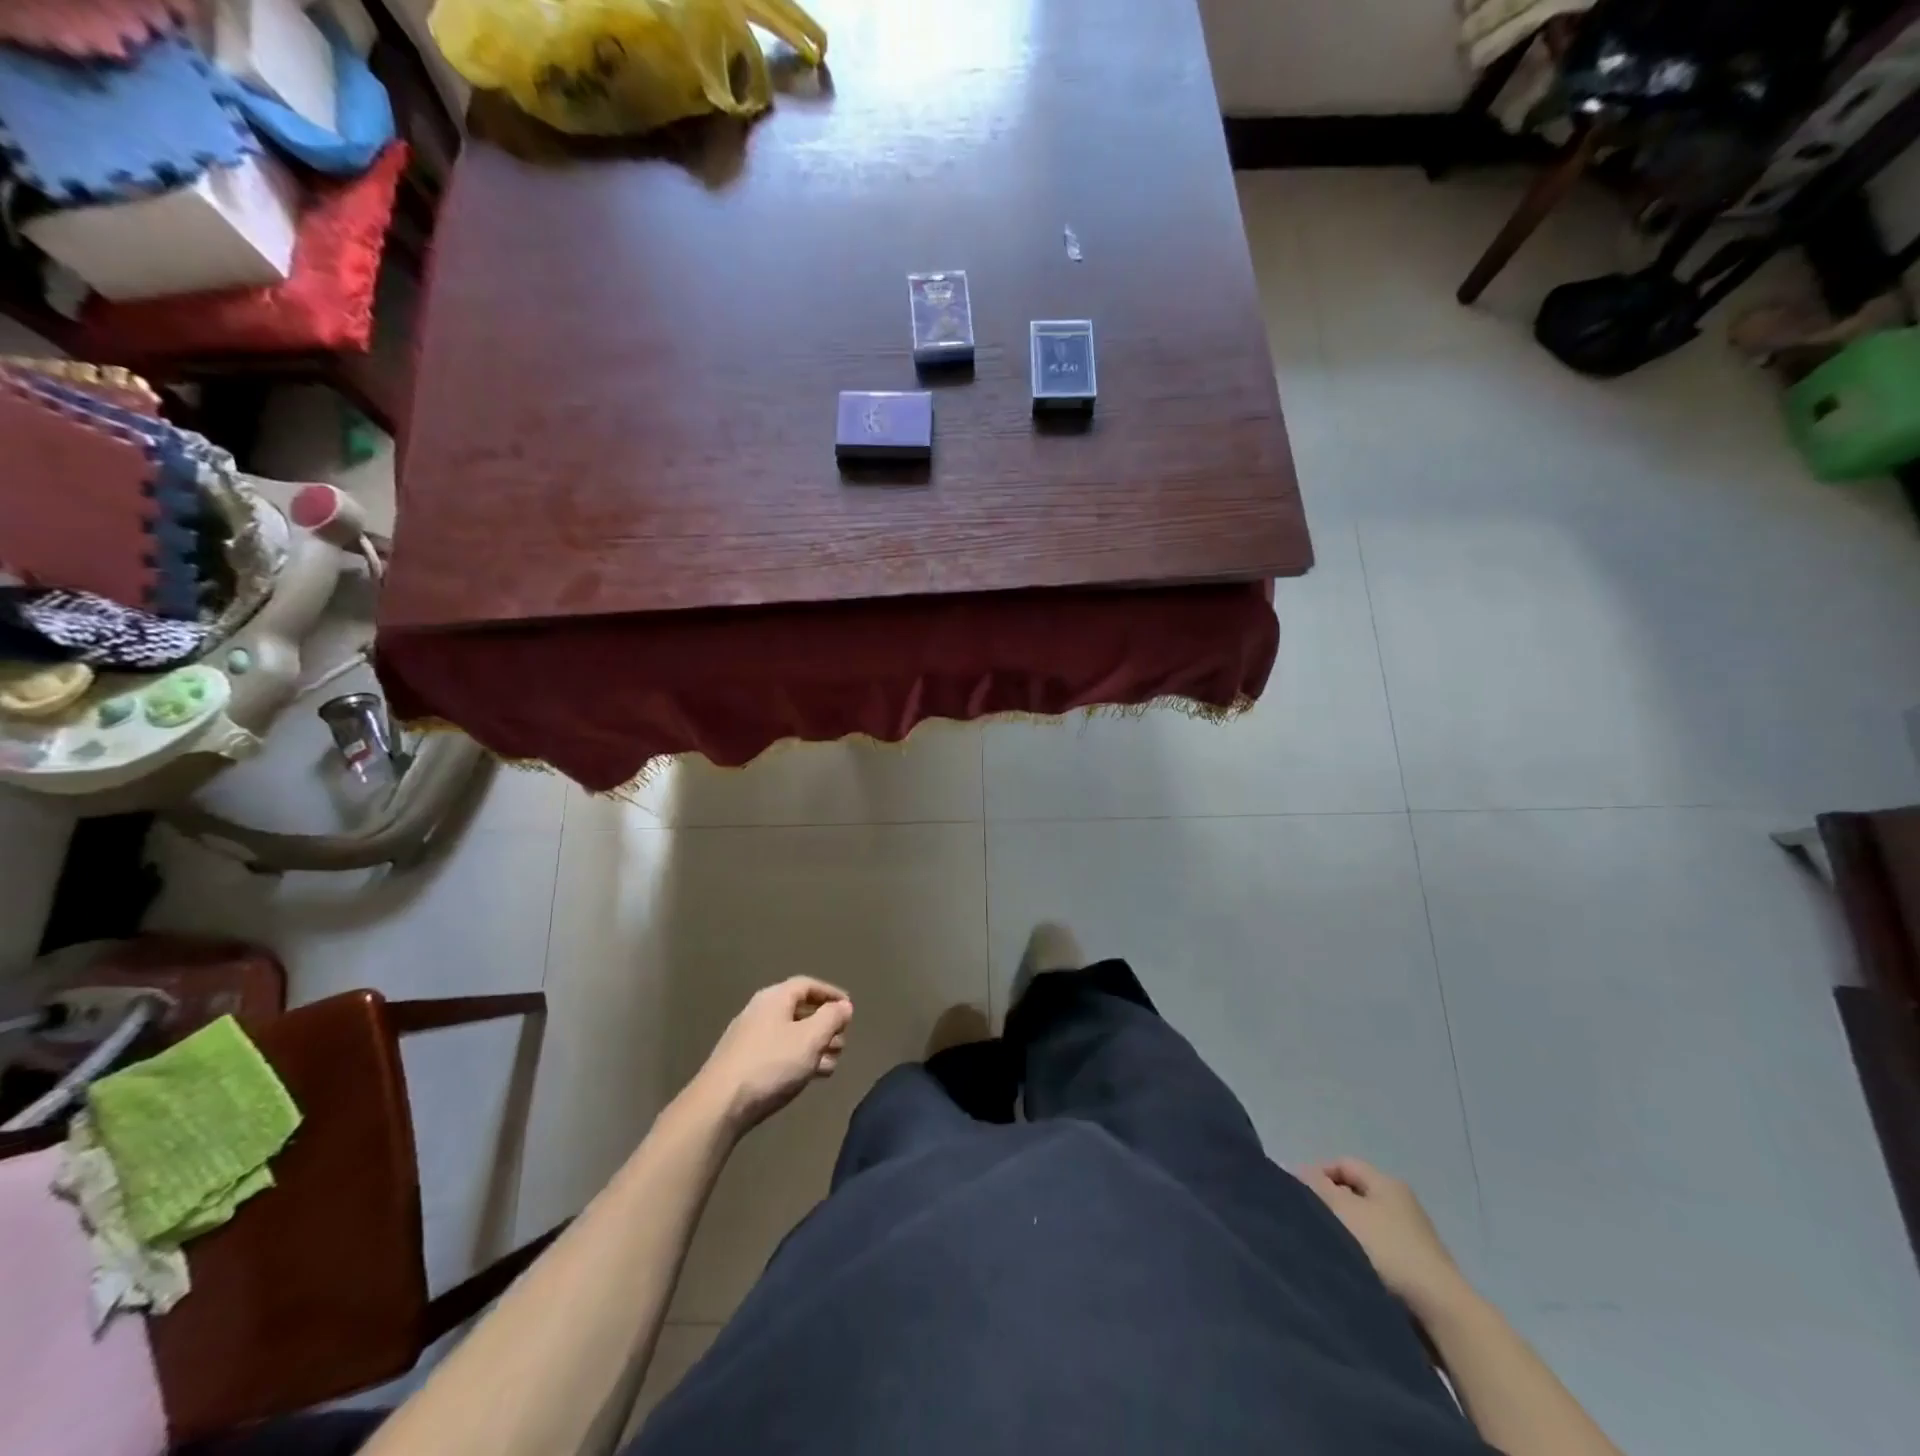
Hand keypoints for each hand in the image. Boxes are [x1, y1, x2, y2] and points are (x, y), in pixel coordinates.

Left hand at [692, 978, 852, 1135]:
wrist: (719, 1105)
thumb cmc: (771, 1064)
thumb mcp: (811, 1038)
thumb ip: (831, 1018)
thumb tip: (843, 1006)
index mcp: (775, 998)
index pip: (808, 985)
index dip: (831, 994)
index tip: (849, 1008)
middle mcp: (760, 1012)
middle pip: (799, 1010)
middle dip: (825, 1025)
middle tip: (842, 1041)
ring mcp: (749, 1038)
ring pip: (790, 1034)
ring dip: (814, 1045)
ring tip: (832, 1063)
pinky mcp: (743, 1063)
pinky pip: (778, 1053)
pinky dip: (798, 1059)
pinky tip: (810, 1076)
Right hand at [1299, 1157, 1466, 1316]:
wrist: (1441, 1311)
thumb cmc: (1388, 1250)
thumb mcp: (1345, 1210)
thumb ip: (1318, 1187)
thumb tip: (1299, 1170)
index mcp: (1387, 1182)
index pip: (1343, 1163)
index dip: (1318, 1173)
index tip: (1300, 1195)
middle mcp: (1402, 1203)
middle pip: (1355, 1192)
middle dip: (1331, 1203)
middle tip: (1311, 1221)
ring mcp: (1413, 1236)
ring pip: (1366, 1223)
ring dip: (1346, 1231)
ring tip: (1329, 1247)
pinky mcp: (1417, 1267)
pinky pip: (1379, 1249)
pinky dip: (1362, 1253)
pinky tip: (1352, 1268)